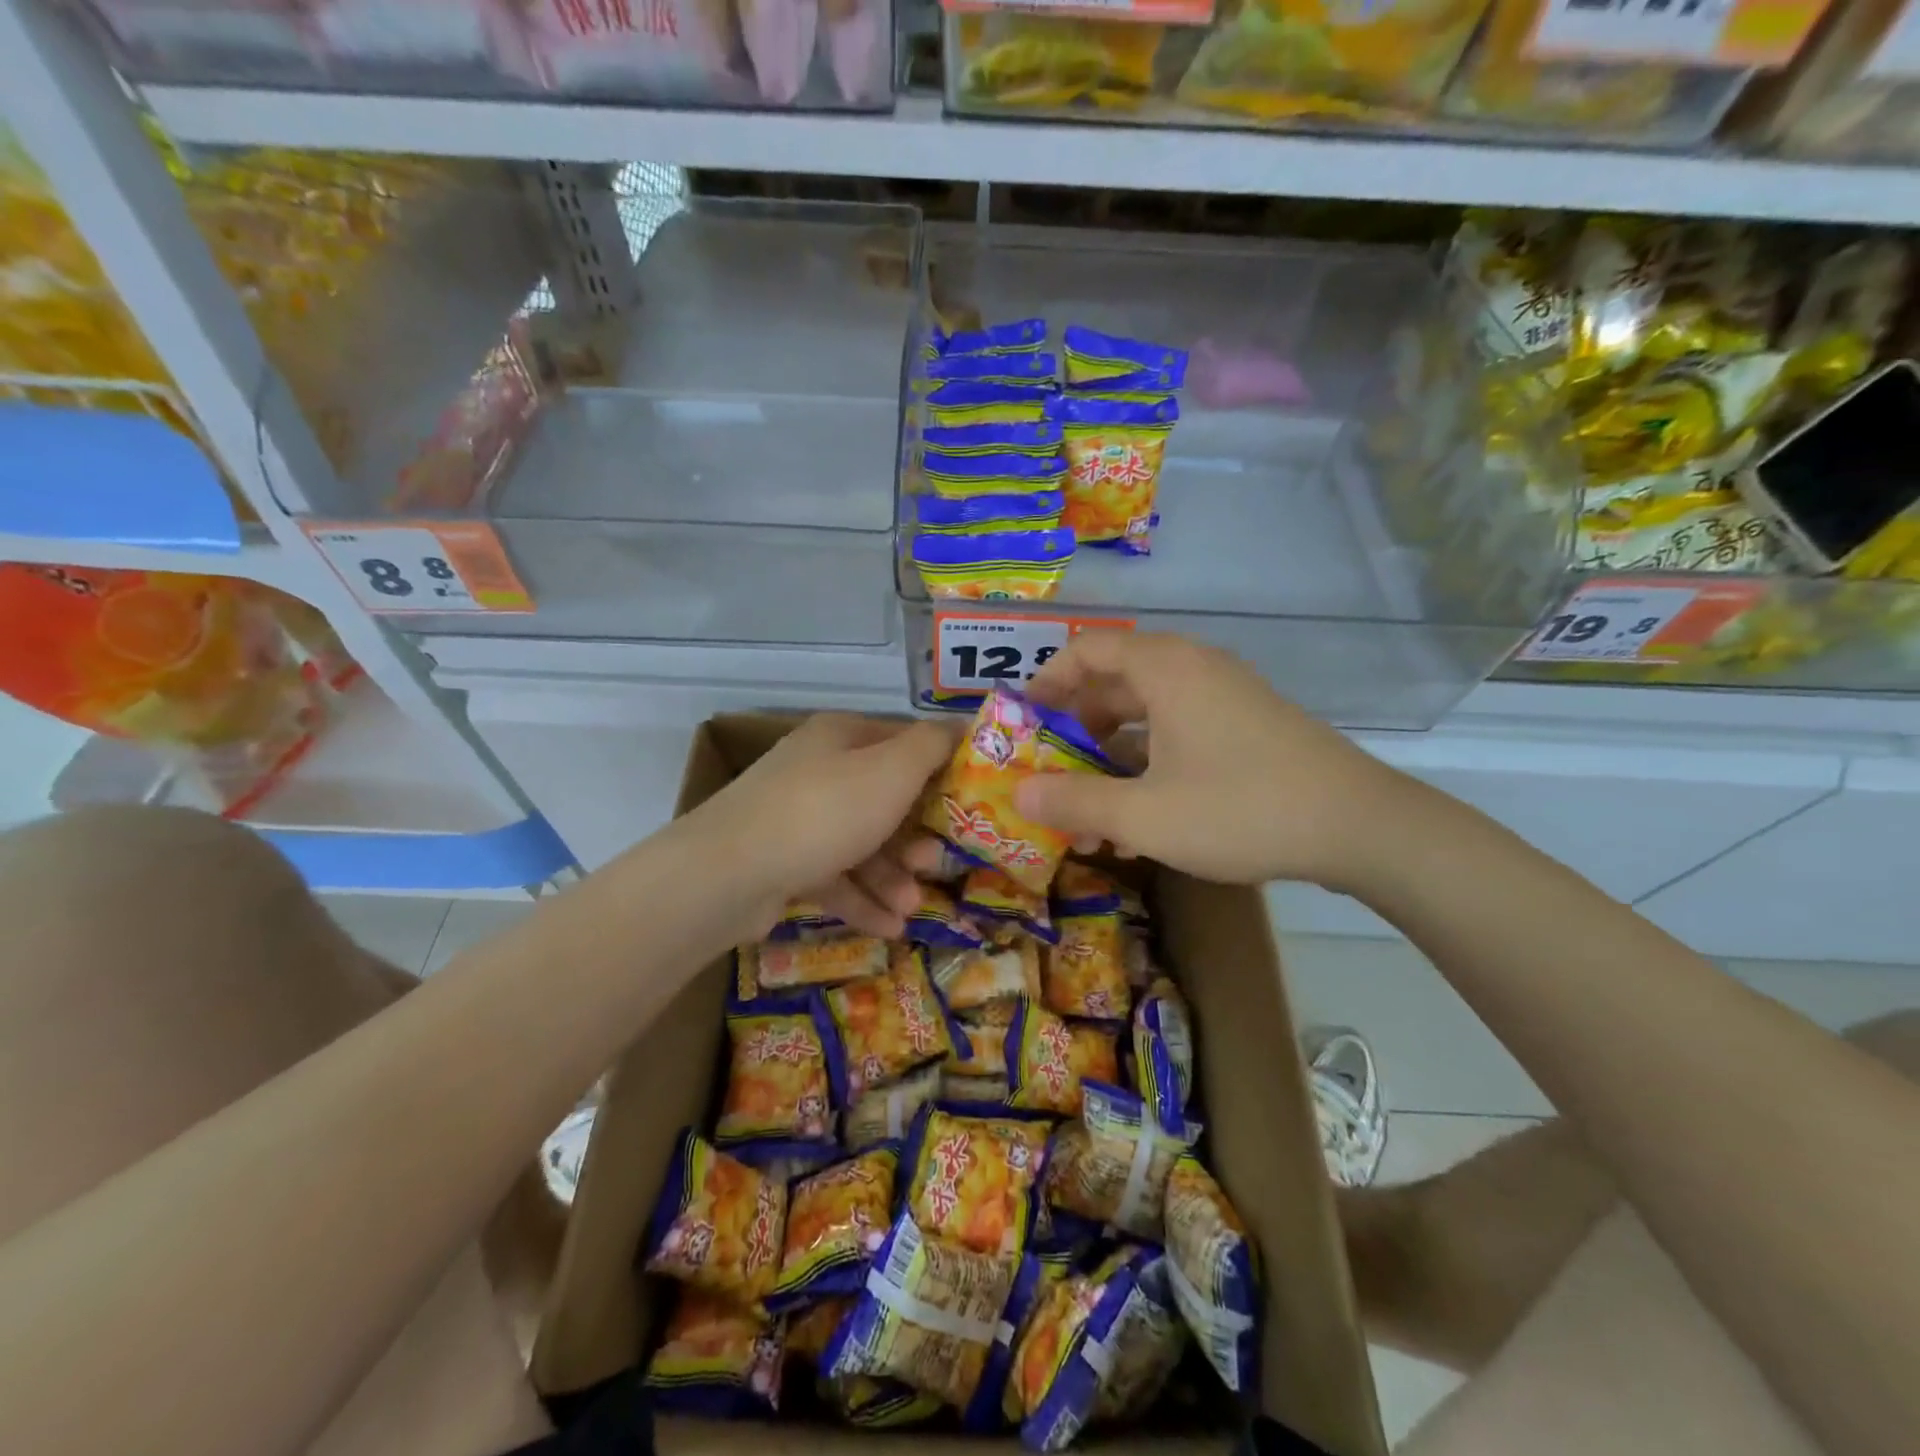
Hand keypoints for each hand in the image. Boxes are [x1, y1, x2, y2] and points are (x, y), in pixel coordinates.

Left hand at [692, 713, 958, 938]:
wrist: (728, 874)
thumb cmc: (823, 812)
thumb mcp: (891, 771)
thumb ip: (931, 746)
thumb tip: (961, 725)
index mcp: (842, 738)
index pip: (903, 743)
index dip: (941, 770)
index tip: (971, 804)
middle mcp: (818, 771)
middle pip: (883, 800)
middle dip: (915, 837)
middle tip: (935, 864)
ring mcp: (796, 818)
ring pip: (860, 844)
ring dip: (892, 877)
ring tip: (910, 909)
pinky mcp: (782, 861)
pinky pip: (834, 877)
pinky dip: (862, 900)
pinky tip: (889, 928)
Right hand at [1013, 631, 1399, 888]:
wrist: (1360, 827)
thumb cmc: (1240, 809)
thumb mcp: (1143, 815)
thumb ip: (1073, 802)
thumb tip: (1017, 793)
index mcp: (1165, 669)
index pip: (1087, 649)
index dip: (1047, 681)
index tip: (1023, 721)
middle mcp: (1195, 668)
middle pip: (1115, 681)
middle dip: (1075, 727)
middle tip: (1050, 770)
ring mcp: (1227, 696)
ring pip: (1148, 712)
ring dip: (1111, 754)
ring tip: (1090, 806)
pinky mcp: (1248, 725)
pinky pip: (1180, 730)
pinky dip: (1149, 761)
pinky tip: (1141, 813)